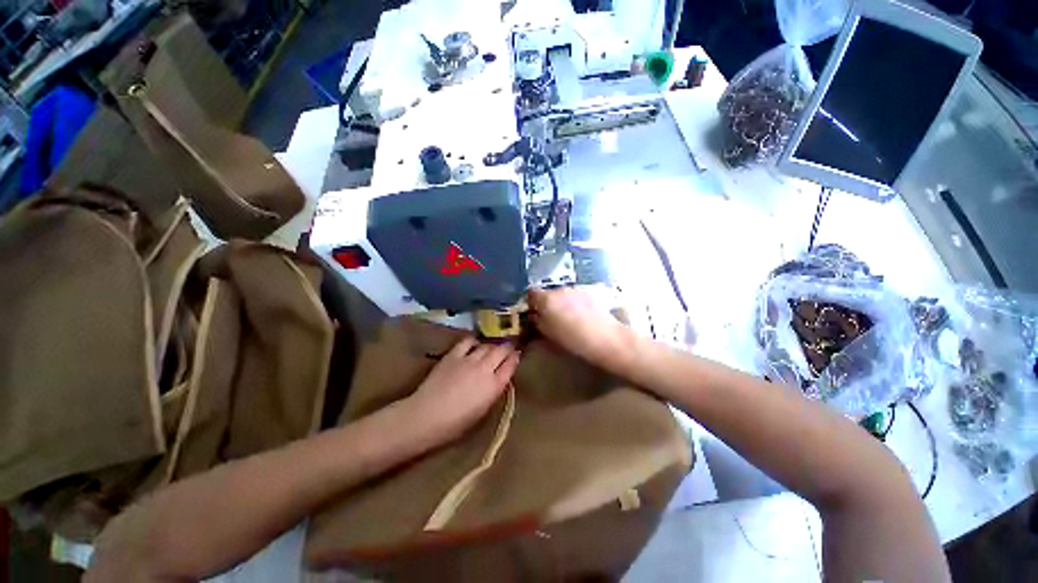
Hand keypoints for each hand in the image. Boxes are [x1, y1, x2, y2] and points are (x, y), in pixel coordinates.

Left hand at [405, 337, 519, 443]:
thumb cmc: (456, 423)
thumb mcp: (482, 411)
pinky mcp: (453, 355)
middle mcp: (485, 368)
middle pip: (501, 351)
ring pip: (487, 345)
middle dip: (507, 348)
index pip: (510, 365)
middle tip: (508, 348)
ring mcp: (469, 359)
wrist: (426, 416)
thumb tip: (500, 378)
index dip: (515, 358)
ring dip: (492, 346)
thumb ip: (494, 391)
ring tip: (492, 348)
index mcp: (494, 386)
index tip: (517, 355)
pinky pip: (468, 341)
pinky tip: (474, 344)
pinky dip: (474, 341)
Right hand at [528, 286, 630, 366]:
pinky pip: (576, 295)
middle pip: (548, 293)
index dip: (530, 302)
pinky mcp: (590, 292)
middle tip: (550, 317)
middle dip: (547, 303)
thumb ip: (538, 323)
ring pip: (562, 294)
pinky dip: (574, 303)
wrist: (605, 339)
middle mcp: (560, 290)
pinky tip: (581, 315)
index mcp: (546, 300)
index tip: (532, 312)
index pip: (531, 293)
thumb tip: (534, 317)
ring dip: (561, 302)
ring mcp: (576, 289)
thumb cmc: (573, 341)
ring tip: (568, 317)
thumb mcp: (548, 335)